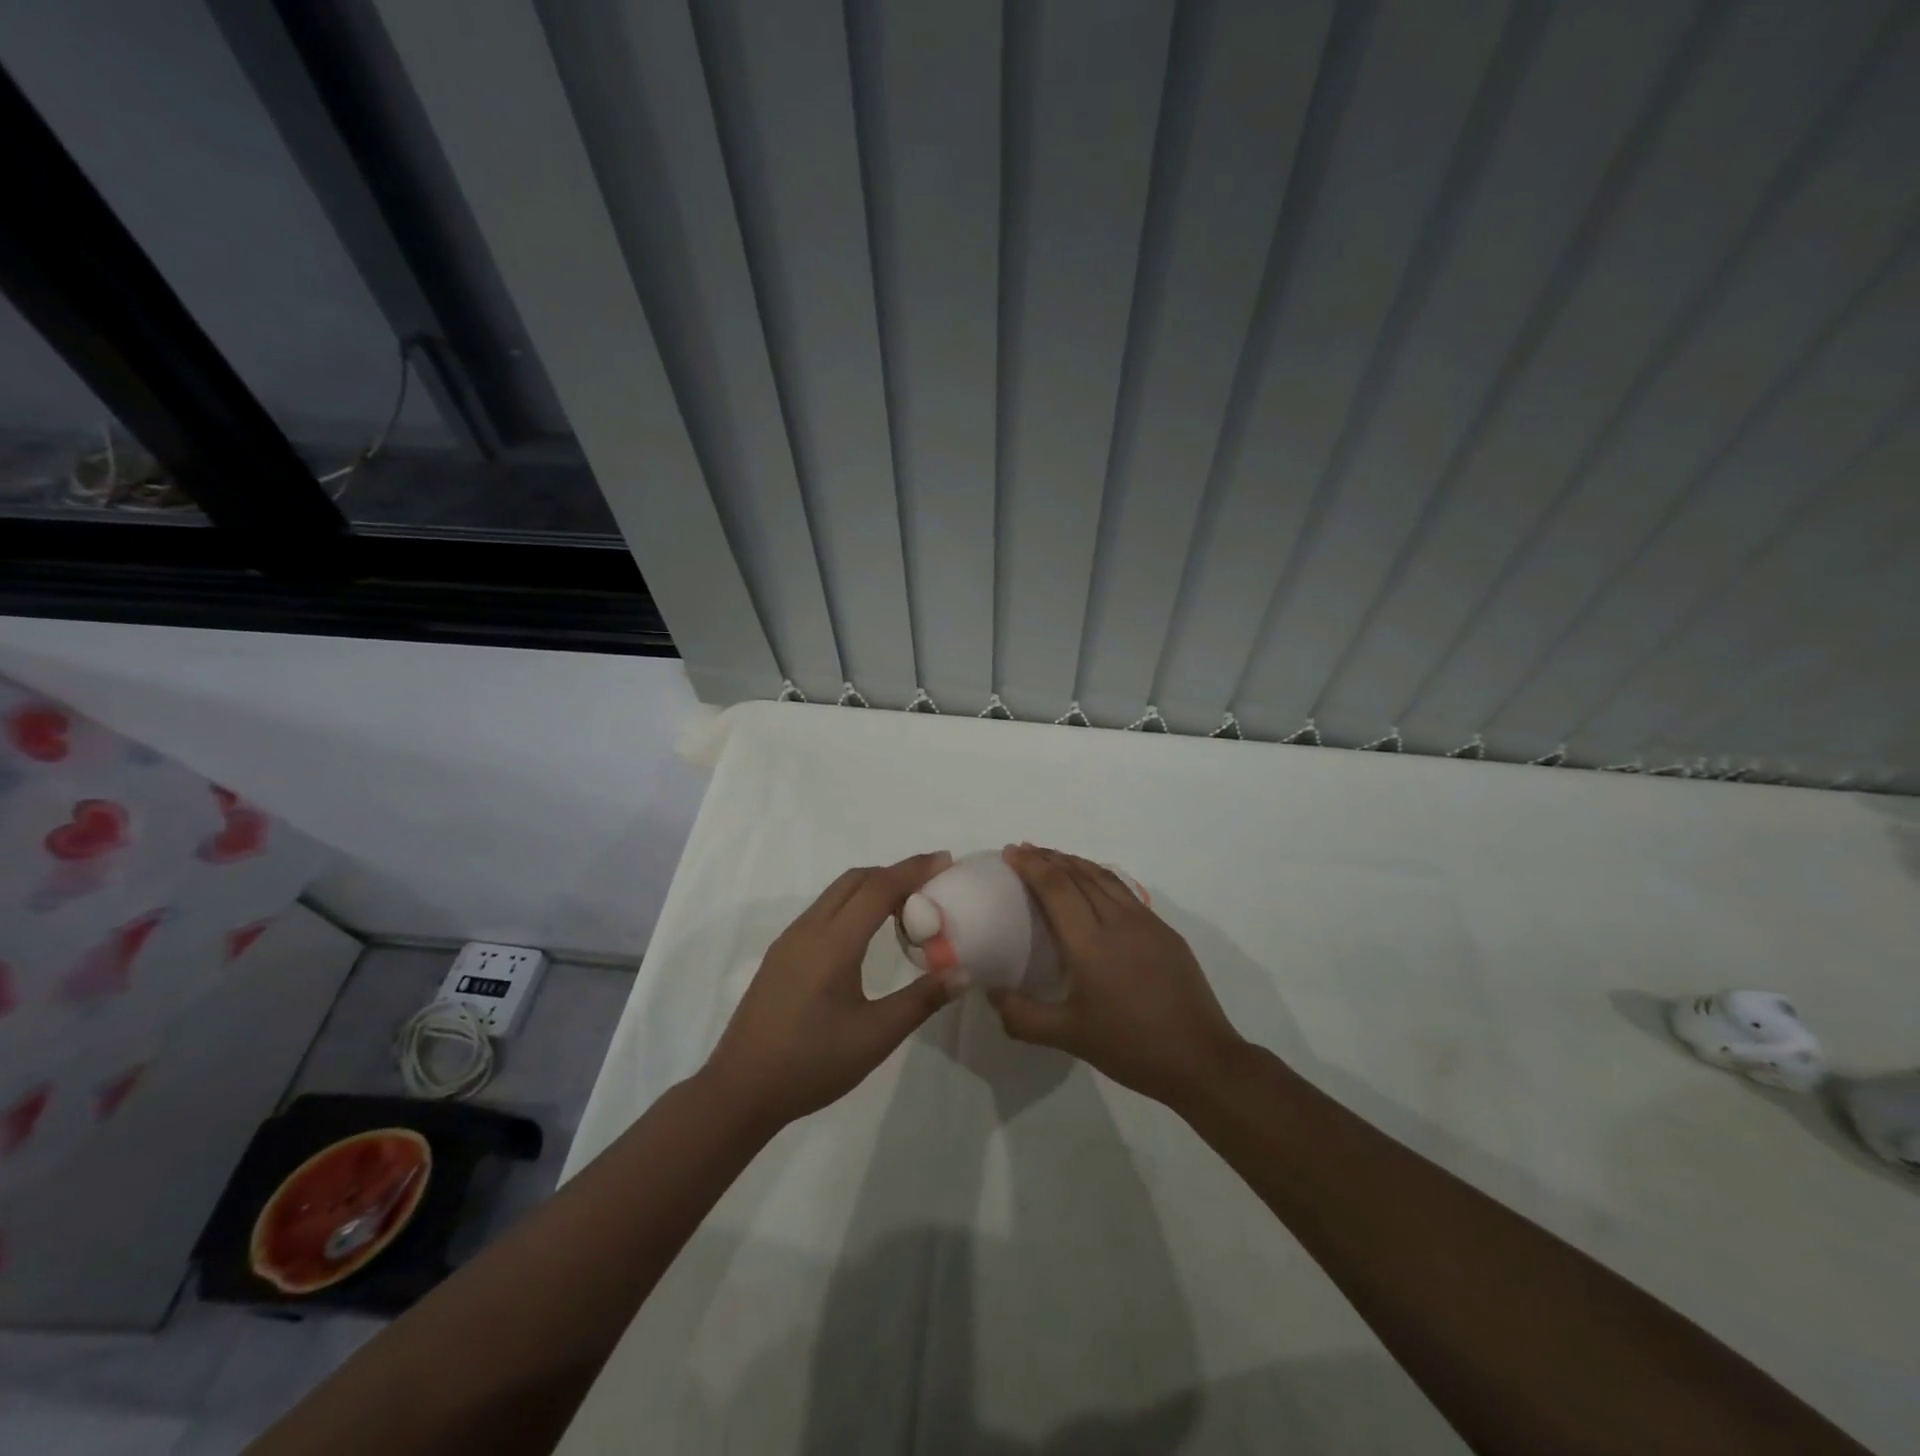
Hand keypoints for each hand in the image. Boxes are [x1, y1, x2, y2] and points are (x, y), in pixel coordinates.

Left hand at [704, 852, 964, 1130]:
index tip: (945, 861)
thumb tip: (963, 972)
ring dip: (872, 887)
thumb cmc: (812, 1063)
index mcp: (833, 942)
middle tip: (931, 884)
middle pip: (856, 879)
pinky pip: (823, 911)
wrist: (740, 1090)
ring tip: (906, 907)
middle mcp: (809, 929)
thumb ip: (921, 1000)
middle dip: (895, 872)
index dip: (914, 870)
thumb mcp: (875, 1036)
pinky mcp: (781, 955)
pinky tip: (866, 934)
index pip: (879, 887)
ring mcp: (790, 940)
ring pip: (836, 893)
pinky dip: (853, 904)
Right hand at [988, 845, 1245, 1107]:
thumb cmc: (1131, 1047)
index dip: (1031, 865)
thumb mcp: (1069, 1037)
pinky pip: (1124, 892)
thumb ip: (1023, 1016)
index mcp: (1091, 944)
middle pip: (1080, 874)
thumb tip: (992, 992)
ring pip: (1105, 878)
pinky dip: (1099, 878)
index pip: (1056, 888)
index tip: (1011, 852)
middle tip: (1025, 850)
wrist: (1201, 1059)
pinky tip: (1094, 886)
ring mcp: (1147, 923)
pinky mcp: (1165, 932)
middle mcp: (1119, 922)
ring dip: (1075, 863)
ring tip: (1054, 858)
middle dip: (1050, 857)